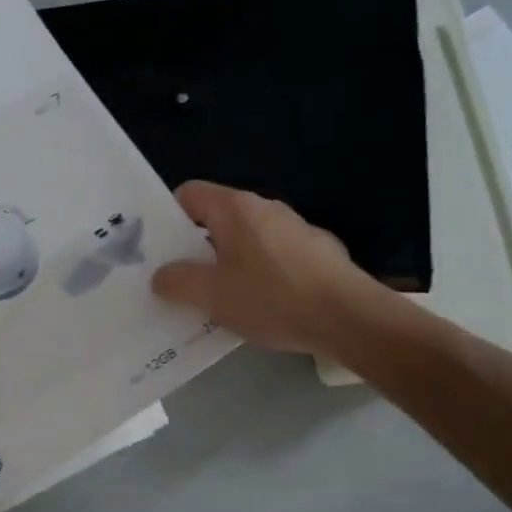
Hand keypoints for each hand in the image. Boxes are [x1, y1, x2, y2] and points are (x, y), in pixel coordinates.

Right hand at [151, 181, 404, 359]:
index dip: (168, 218)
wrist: (350, 318)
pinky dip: (260, 272)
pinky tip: (263, 305)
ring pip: (246, 238)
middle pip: (217, 217)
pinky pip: (274, 255)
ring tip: (220, 298)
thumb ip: (177, 281)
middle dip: (196, 246)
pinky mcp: (318, 251)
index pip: (189, 193)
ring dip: (228, 262)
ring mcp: (295, 227)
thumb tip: (161, 275)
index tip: (161, 251)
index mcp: (235, 208)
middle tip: (183, 279)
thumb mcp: (212, 296)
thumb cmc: (273, 299)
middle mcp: (265, 207)